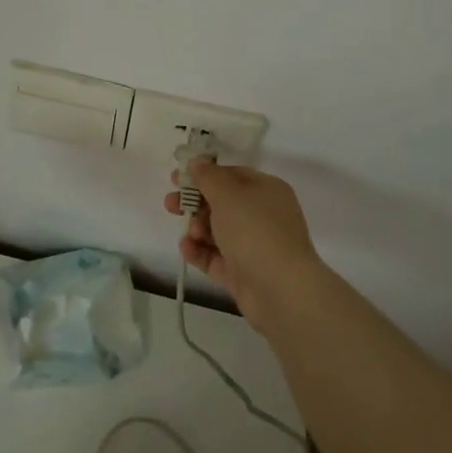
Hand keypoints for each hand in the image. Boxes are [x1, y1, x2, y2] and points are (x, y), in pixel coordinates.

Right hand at [161, 159, 322, 328]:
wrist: (280, 290)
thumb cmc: (255, 231)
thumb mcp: (228, 194)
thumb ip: (208, 176)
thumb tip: (197, 162)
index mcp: (266, 190)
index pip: (232, 175)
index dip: (203, 174)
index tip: (177, 178)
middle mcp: (263, 215)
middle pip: (221, 203)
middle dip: (194, 203)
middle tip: (171, 205)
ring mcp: (253, 245)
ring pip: (217, 230)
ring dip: (197, 228)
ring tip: (191, 235)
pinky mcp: (243, 272)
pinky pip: (216, 256)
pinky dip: (200, 251)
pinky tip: (187, 249)